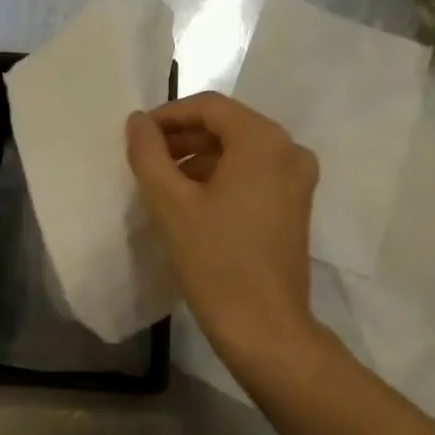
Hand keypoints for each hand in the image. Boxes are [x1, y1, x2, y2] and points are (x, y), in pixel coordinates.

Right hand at [125, 92, 320, 361]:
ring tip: (162, 182)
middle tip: (145, 159)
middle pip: (228, 126)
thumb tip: (138, 121)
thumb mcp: (171, 203)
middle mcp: (289, 150)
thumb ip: (148, 154)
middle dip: (183, 138)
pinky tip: (191, 201)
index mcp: (263, 141)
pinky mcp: (296, 204)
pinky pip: (254, 174)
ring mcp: (298, 179)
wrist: (264, 327)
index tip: (137, 136)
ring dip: (199, 159)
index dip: (169, 115)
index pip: (210, 107)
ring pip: (240, 151)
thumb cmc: (214, 261)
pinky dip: (222, 178)